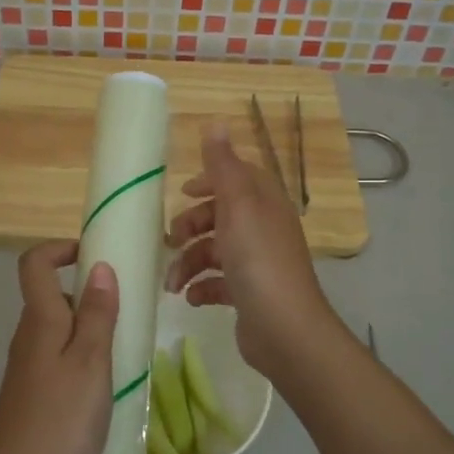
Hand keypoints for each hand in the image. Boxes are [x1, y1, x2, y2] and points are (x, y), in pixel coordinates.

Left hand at [0, 240, 119, 453]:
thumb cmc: (59, 421)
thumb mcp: (91, 363)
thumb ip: (98, 315)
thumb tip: (100, 266)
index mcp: (40, 321)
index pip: (34, 264)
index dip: (59, 248)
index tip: (95, 255)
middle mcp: (27, 338)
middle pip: (52, 297)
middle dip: (89, 295)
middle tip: (128, 314)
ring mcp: (26, 370)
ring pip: (58, 332)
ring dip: (90, 332)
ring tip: (124, 354)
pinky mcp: (30, 398)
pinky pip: (57, 361)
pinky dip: (82, 361)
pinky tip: (104, 390)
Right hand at [163, 123, 337, 377]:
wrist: (284, 330)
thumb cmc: (258, 262)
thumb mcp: (237, 206)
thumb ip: (223, 167)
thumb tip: (216, 122)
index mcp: (264, 203)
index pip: (238, 178)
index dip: (210, 180)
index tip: (183, 191)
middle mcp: (263, 229)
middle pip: (220, 216)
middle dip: (191, 226)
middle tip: (169, 240)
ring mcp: (257, 264)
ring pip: (214, 251)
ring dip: (188, 263)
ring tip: (172, 283)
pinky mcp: (249, 294)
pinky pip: (218, 283)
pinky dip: (201, 287)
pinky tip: (191, 298)